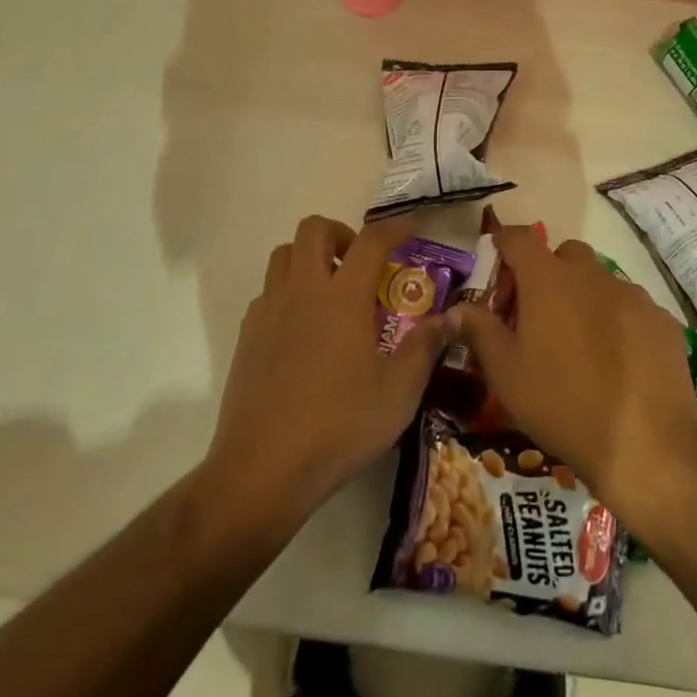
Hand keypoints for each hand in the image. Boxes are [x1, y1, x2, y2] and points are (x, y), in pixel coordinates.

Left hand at [204, 215, 450, 529]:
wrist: (263, 469)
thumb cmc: (339, 426)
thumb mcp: (398, 393)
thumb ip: (425, 348)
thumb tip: (449, 318)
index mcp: (342, 298)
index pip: (371, 240)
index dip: (395, 227)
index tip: (412, 229)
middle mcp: (303, 291)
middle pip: (314, 229)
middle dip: (342, 233)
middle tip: (361, 263)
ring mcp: (269, 311)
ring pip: (283, 254)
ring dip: (309, 257)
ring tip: (331, 289)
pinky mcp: (247, 336)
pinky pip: (268, 291)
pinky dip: (288, 291)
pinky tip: (304, 328)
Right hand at [451, 228, 696, 523]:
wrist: (646, 445)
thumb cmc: (562, 404)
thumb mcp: (506, 373)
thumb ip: (479, 331)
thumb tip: (455, 308)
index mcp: (548, 280)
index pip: (519, 238)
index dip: (504, 242)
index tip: (496, 257)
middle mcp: (592, 275)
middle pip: (565, 254)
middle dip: (548, 273)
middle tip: (537, 314)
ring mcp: (632, 295)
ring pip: (600, 281)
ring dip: (584, 298)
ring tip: (580, 344)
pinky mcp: (662, 320)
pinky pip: (631, 308)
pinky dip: (618, 322)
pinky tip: (618, 363)